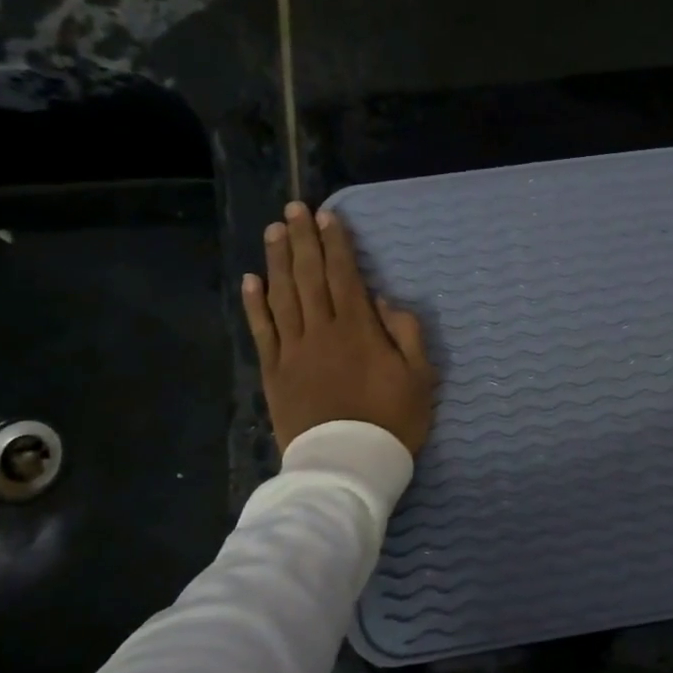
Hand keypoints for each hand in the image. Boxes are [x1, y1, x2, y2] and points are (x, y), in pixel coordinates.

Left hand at [240, 202, 436, 457]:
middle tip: (294, 209)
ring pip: (282, 296)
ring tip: (274, 231)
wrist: (348, 463)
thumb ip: (405, 334)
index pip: (345, 277)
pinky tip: (252, 280)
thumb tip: (383, 301)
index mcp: (358, 330)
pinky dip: (255, 304)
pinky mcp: (274, 372)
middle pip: (309, 277)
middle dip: (302, 240)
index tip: (329, 218)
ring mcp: (293, 351)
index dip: (337, 245)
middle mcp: (322, 331)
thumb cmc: (392, 420)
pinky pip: (262, 331)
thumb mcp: (420, 377)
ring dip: (278, 260)